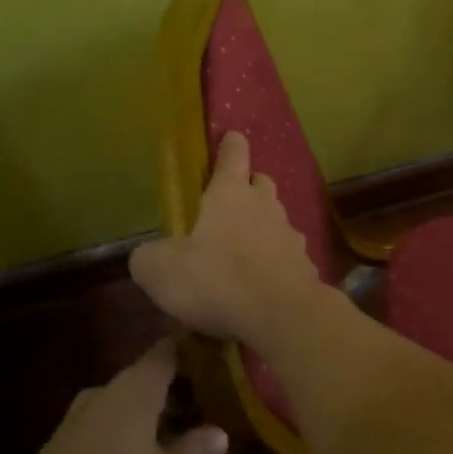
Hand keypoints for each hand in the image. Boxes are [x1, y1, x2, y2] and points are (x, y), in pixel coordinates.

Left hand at [0, 341, 227, 453]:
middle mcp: (104, 394)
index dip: (195, 348)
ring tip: (180, 438)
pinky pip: (104, 431)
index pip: (170, 349)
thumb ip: (197, 452)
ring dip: (151, 418)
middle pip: (147, 379)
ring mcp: (76, 423)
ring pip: (124, 407)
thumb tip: (217, 432)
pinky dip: (127, 439)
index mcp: (135, 388)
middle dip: (177, 390)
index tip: (219, 353)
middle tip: (210, 405)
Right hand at [129, 129, 324, 342]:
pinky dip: (275, 259)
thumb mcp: (160, 271)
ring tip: (241, 248)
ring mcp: (290, 233)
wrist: (282, 315)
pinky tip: (262, 280)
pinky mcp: (305, 263)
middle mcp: (265, 205)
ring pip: (276, 217)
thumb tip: (147, 256)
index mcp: (230, 193)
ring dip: (261, 225)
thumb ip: (148, 257)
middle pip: (260, 182)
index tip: (229, 138)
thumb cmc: (217, 280)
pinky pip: (287, 253)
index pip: (234, 153)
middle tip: (227, 204)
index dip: (229, 144)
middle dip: (247, 186)